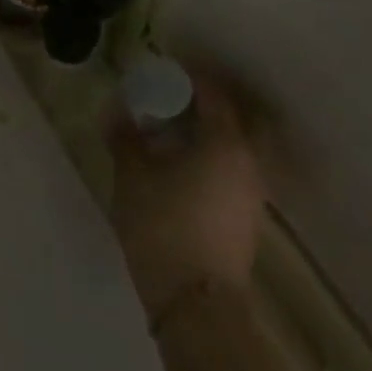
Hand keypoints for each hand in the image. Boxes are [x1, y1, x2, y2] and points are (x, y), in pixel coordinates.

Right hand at [108, 67, 266, 320]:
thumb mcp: (133, 176)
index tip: (165, 68)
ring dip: (212, 128)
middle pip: (237, 116)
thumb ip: (126, 138)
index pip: (214, 93)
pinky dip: (215, 152)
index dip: (190, 75)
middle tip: (177, 95)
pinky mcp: (247, 214)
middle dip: (209, 100)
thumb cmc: (163, 226)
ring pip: (239, 142)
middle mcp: (248, 160)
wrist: (196, 303)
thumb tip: (118, 112)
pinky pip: (235, 165)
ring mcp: (252, 190)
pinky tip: (185, 161)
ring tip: (176, 128)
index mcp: (225, 142)